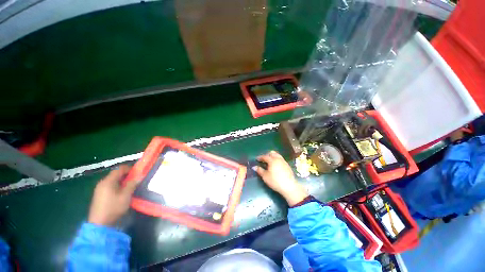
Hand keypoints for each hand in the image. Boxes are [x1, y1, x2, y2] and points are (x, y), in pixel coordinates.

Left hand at [88, 165, 138, 225]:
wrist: (100, 223)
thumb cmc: (114, 207)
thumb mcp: (126, 195)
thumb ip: (132, 184)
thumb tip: (139, 175)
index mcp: (108, 181)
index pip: (119, 169)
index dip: (129, 168)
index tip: (138, 171)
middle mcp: (102, 182)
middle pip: (115, 174)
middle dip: (126, 174)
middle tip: (136, 178)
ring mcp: (99, 189)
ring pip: (113, 180)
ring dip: (122, 180)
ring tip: (131, 184)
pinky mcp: (99, 194)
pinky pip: (110, 185)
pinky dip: (117, 185)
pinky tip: (122, 191)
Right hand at [253, 151, 308, 205]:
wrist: (289, 186)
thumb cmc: (275, 181)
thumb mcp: (265, 176)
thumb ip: (259, 170)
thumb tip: (254, 167)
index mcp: (272, 160)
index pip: (265, 156)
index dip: (260, 157)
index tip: (257, 159)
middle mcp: (278, 159)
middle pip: (272, 153)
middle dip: (267, 155)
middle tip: (263, 159)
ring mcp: (284, 161)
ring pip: (277, 155)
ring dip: (272, 156)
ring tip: (269, 162)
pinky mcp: (287, 165)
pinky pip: (281, 159)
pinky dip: (277, 160)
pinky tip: (275, 165)